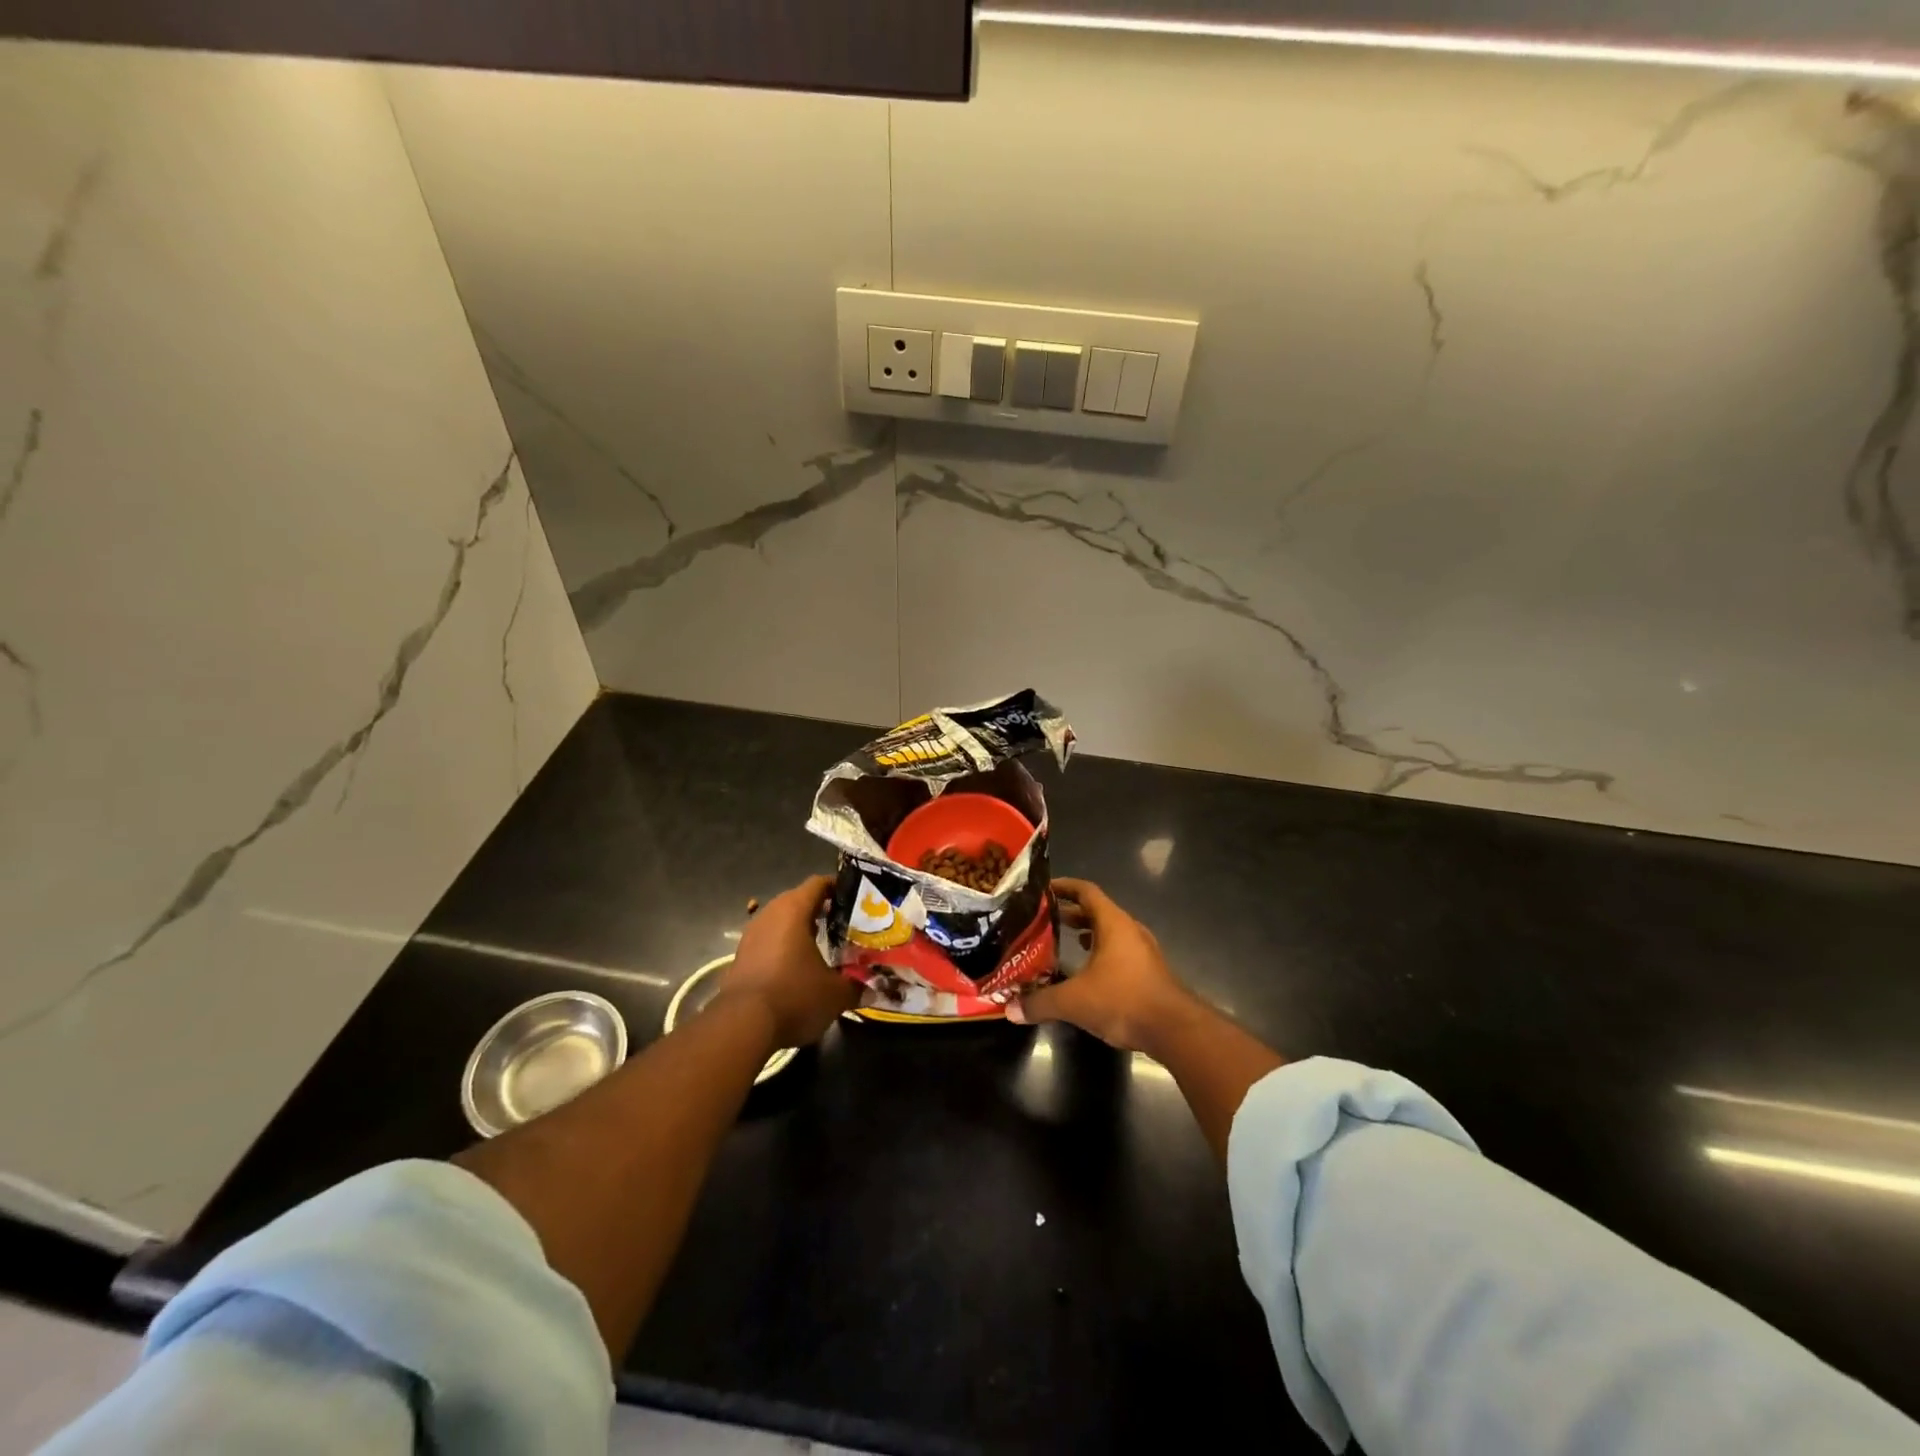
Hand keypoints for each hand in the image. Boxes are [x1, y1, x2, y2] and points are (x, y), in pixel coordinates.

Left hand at [717, 875, 858, 1048]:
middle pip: (799, 900)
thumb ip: (856, 986)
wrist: (741, 1026)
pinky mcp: (740, 956)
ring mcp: (751, 934)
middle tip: (843, 924)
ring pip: (781, 920)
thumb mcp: (835, 994)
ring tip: (822, 945)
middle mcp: (770, 914)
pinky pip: (768, 940)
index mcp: (794, 910)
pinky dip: (783, 947)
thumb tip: (873, 987)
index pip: (819, 883)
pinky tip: (797, 967)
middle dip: (821, 909)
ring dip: (800, 929)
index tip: (856, 900)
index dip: (838, 888)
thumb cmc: (794, 996)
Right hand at [1008, 878, 1202, 1054]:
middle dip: (1071, 913)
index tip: (1043, 889)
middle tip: (1045, 918)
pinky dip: (1101, 952)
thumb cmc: (1123, 1000)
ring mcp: (1143, 951)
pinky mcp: (1149, 972)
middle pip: (1097, 911)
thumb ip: (1040, 1003)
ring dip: (1088, 933)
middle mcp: (1129, 930)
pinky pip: (1120, 951)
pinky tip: (1088, 971)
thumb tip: (1010, 1009)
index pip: (1086, 891)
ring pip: (1110, 932)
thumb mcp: (1074, 1001)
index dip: (1064, 887)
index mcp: (1113, 923)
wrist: (1175, 1029)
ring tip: (1064, 940)